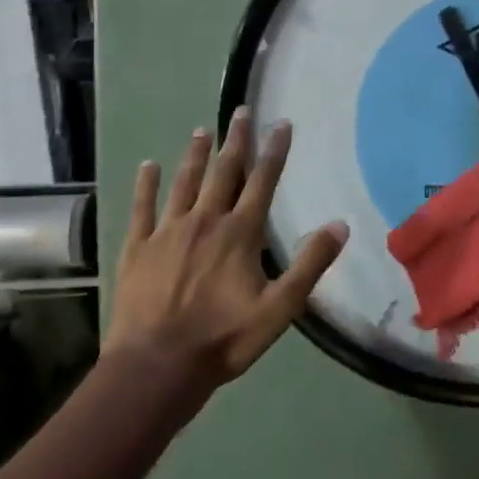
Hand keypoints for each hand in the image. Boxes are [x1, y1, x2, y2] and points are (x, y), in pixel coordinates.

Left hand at [105, 108, 347, 384]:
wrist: (156, 368)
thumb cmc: (224, 339)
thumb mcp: (280, 309)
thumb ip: (310, 264)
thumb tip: (340, 224)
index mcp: (239, 233)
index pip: (262, 181)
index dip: (275, 151)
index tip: (281, 123)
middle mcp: (204, 221)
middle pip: (223, 171)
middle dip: (235, 140)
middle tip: (241, 111)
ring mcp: (167, 232)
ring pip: (184, 183)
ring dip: (195, 155)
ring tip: (201, 130)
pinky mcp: (138, 248)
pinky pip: (142, 208)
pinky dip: (146, 185)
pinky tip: (148, 166)